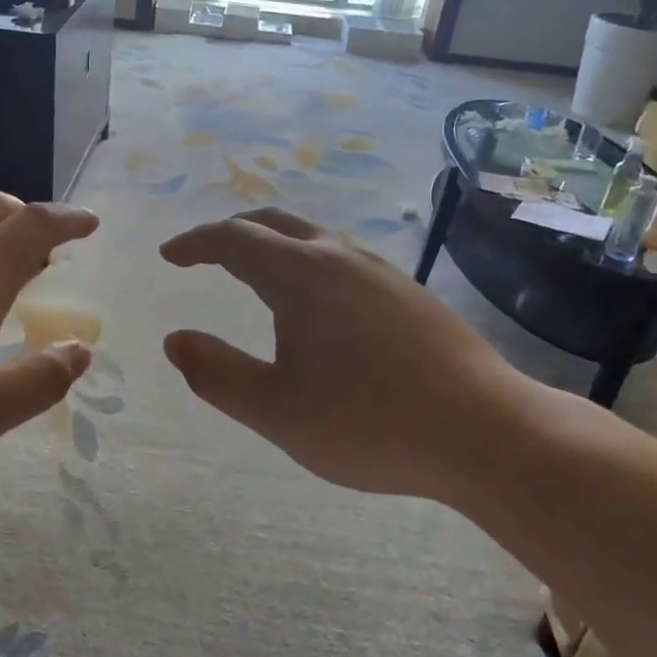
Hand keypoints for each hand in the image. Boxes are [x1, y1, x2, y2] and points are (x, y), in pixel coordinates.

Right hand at [160, 208, 542, 498]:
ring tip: (254, 275)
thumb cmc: (368, 422)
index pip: (234, 238)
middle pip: (275, 224)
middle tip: (204, 255)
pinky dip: (307, 265)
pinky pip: (342, 261)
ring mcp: (381, 273)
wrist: (486, 433)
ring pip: (314, 239)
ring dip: (274, 246)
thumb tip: (175, 341)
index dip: (195, 243)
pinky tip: (316, 306)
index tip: (169, 256)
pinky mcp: (409, 295)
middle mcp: (340, 259)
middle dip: (232, 233)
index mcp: (301, 275)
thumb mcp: (275, 409)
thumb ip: (216, 373)